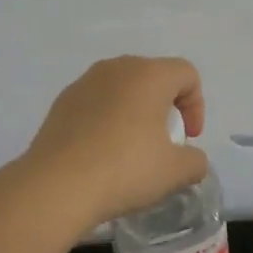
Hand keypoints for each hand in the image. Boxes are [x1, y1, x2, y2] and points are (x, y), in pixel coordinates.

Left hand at [22, 57, 210, 228]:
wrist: (56, 185)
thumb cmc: (125, 169)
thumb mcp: (175, 171)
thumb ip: (195, 160)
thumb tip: (190, 159)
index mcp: (149, 75)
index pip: (187, 74)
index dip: (196, 105)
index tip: (187, 138)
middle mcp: (117, 68)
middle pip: (153, 76)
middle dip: (165, 106)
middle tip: (164, 142)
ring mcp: (85, 82)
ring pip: (122, 88)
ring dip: (135, 111)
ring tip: (131, 148)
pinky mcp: (62, 101)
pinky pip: (96, 102)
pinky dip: (107, 119)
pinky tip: (101, 152)